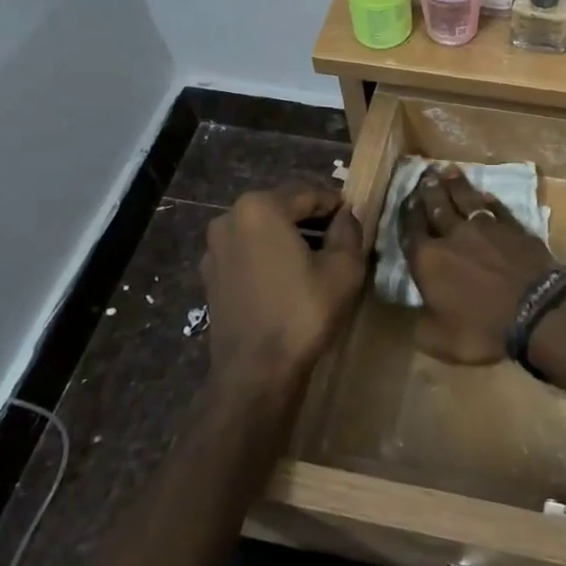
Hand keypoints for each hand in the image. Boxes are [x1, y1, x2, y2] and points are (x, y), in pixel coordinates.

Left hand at [200, 185, 366, 398]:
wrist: (255, 372)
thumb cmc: (303, 313)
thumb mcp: (344, 268)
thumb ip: (349, 230)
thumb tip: (348, 213)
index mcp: (260, 207)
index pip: (309, 193)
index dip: (336, 204)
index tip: (354, 218)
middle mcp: (230, 218)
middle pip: (283, 207)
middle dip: (312, 219)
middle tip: (340, 238)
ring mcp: (214, 248)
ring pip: (263, 229)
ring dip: (290, 236)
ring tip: (317, 259)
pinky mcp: (210, 275)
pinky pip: (248, 251)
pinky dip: (269, 255)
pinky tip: (289, 278)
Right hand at [400, 167, 558, 364]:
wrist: (537, 309)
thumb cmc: (483, 328)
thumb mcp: (440, 340)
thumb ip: (421, 325)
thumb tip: (412, 315)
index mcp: (428, 260)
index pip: (411, 231)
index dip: (406, 214)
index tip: (405, 199)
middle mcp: (453, 236)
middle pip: (437, 207)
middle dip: (428, 190)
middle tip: (425, 174)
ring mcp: (486, 228)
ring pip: (466, 200)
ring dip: (456, 185)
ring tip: (449, 171)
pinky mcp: (513, 228)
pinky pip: (496, 209)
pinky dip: (488, 201)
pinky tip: (485, 195)